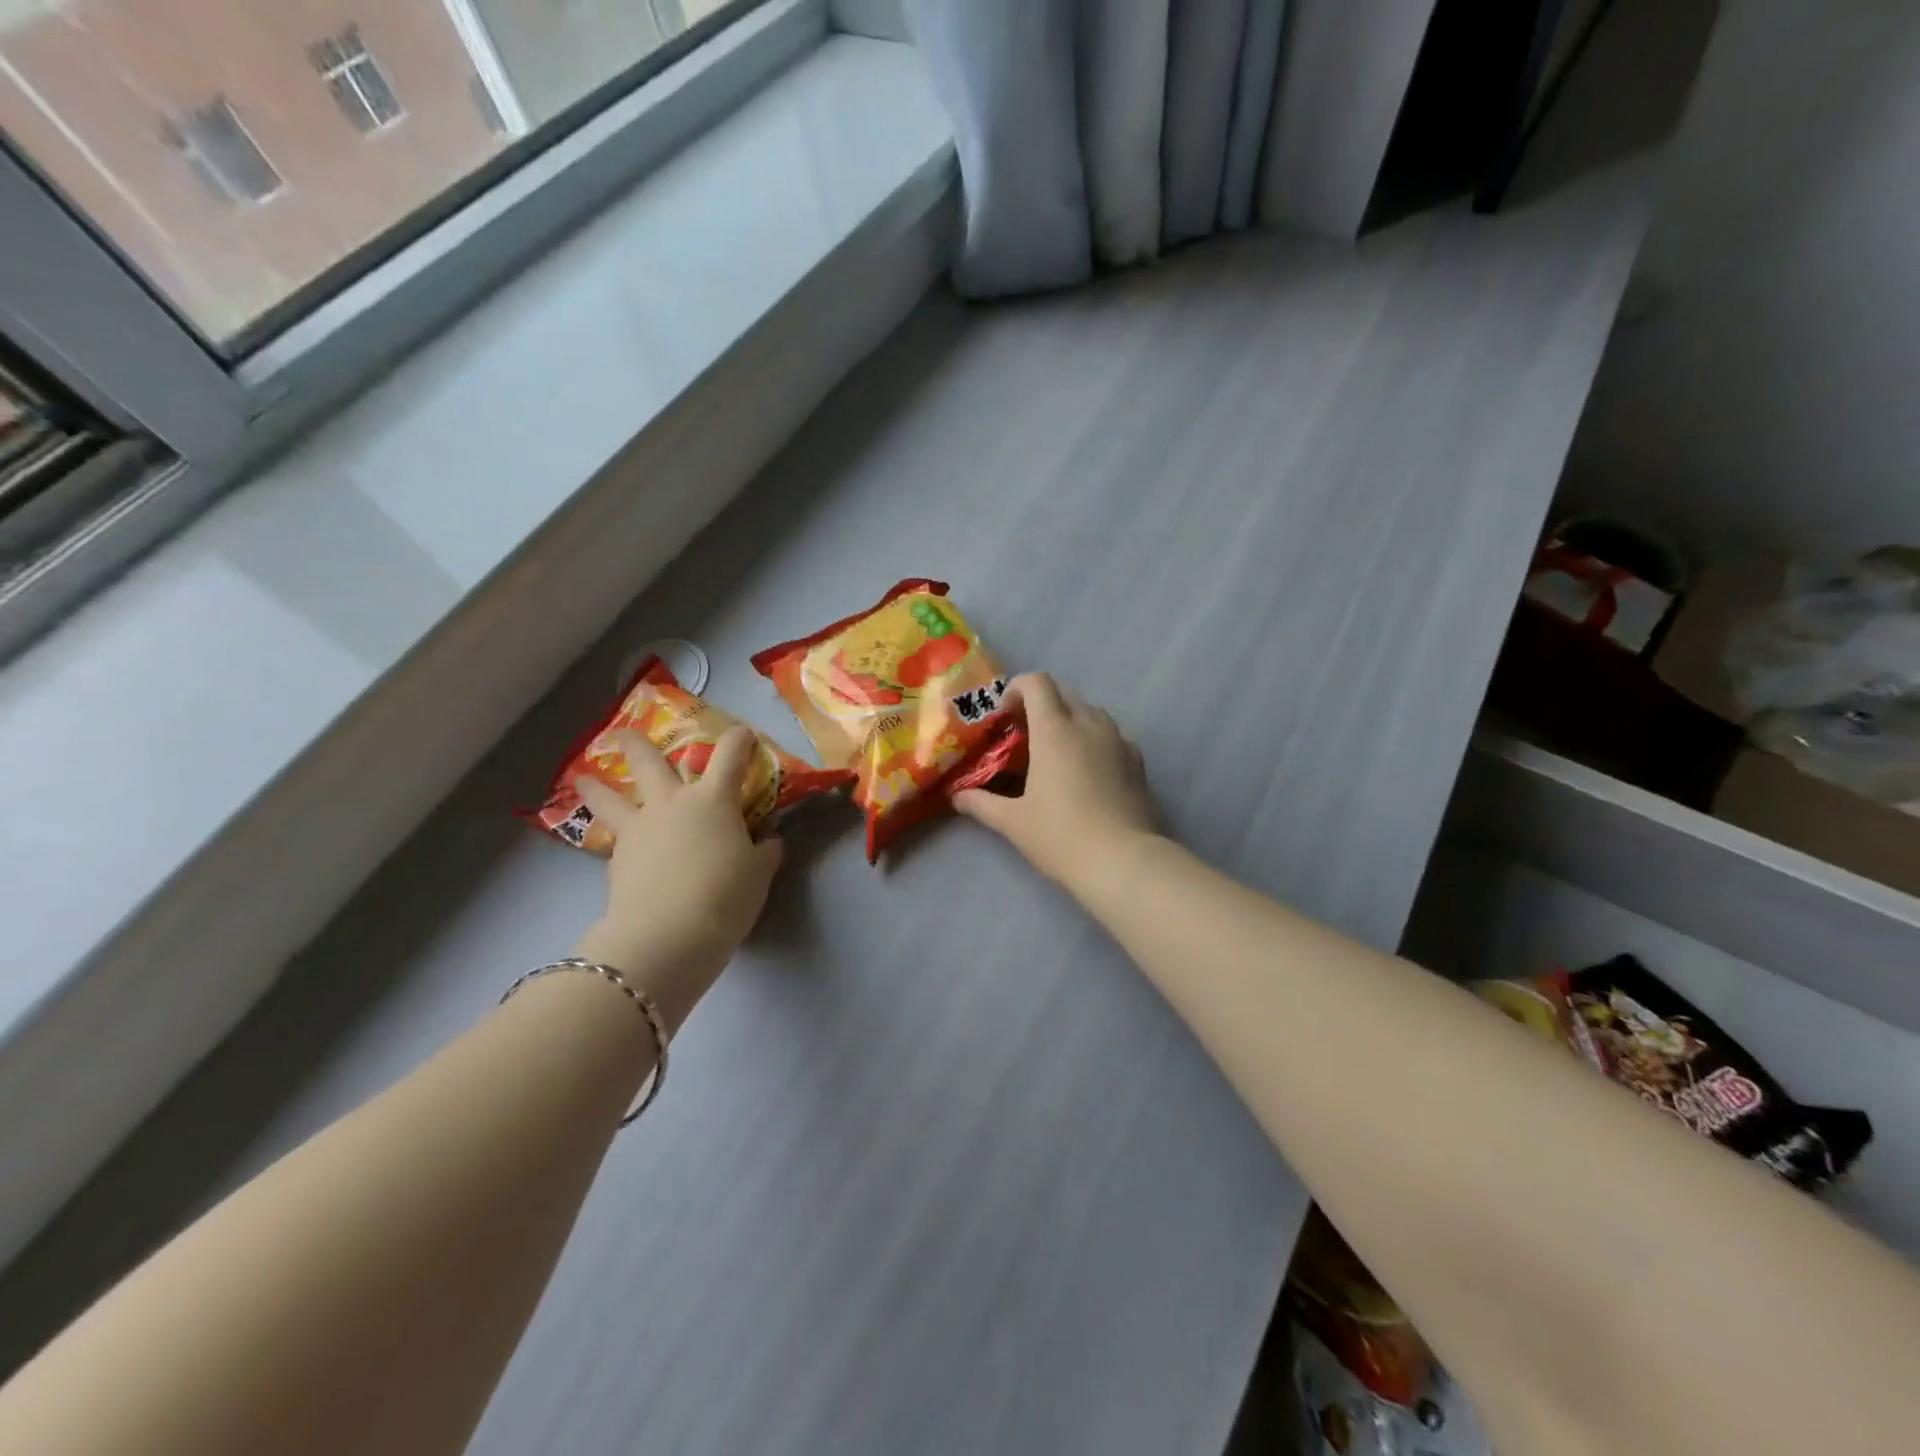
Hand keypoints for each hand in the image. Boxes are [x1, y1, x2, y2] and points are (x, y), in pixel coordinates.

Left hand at [571, 726, 783, 1027]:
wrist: (668, 935)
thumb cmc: (725, 895)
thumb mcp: (759, 874)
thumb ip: (764, 851)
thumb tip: (769, 840)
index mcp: (713, 799)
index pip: (731, 754)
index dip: (740, 740)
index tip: (745, 735)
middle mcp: (671, 803)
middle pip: (649, 761)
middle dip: (637, 743)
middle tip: (623, 733)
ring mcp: (638, 829)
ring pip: (610, 798)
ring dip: (597, 786)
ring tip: (584, 779)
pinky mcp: (616, 860)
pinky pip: (617, 839)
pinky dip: (618, 839)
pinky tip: (623, 852)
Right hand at [955, 673, 1156, 890]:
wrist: (1123, 861)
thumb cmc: (1061, 836)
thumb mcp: (1013, 822)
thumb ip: (981, 803)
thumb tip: (957, 796)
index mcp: (1055, 730)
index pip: (1037, 683)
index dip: (1017, 689)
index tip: (1005, 715)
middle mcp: (1088, 724)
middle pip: (1064, 694)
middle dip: (1041, 705)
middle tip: (1024, 736)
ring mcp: (1118, 740)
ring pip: (1090, 712)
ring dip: (1069, 719)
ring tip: (1056, 752)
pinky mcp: (1137, 760)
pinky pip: (1112, 734)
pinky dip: (1094, 739)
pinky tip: (1087, 770)